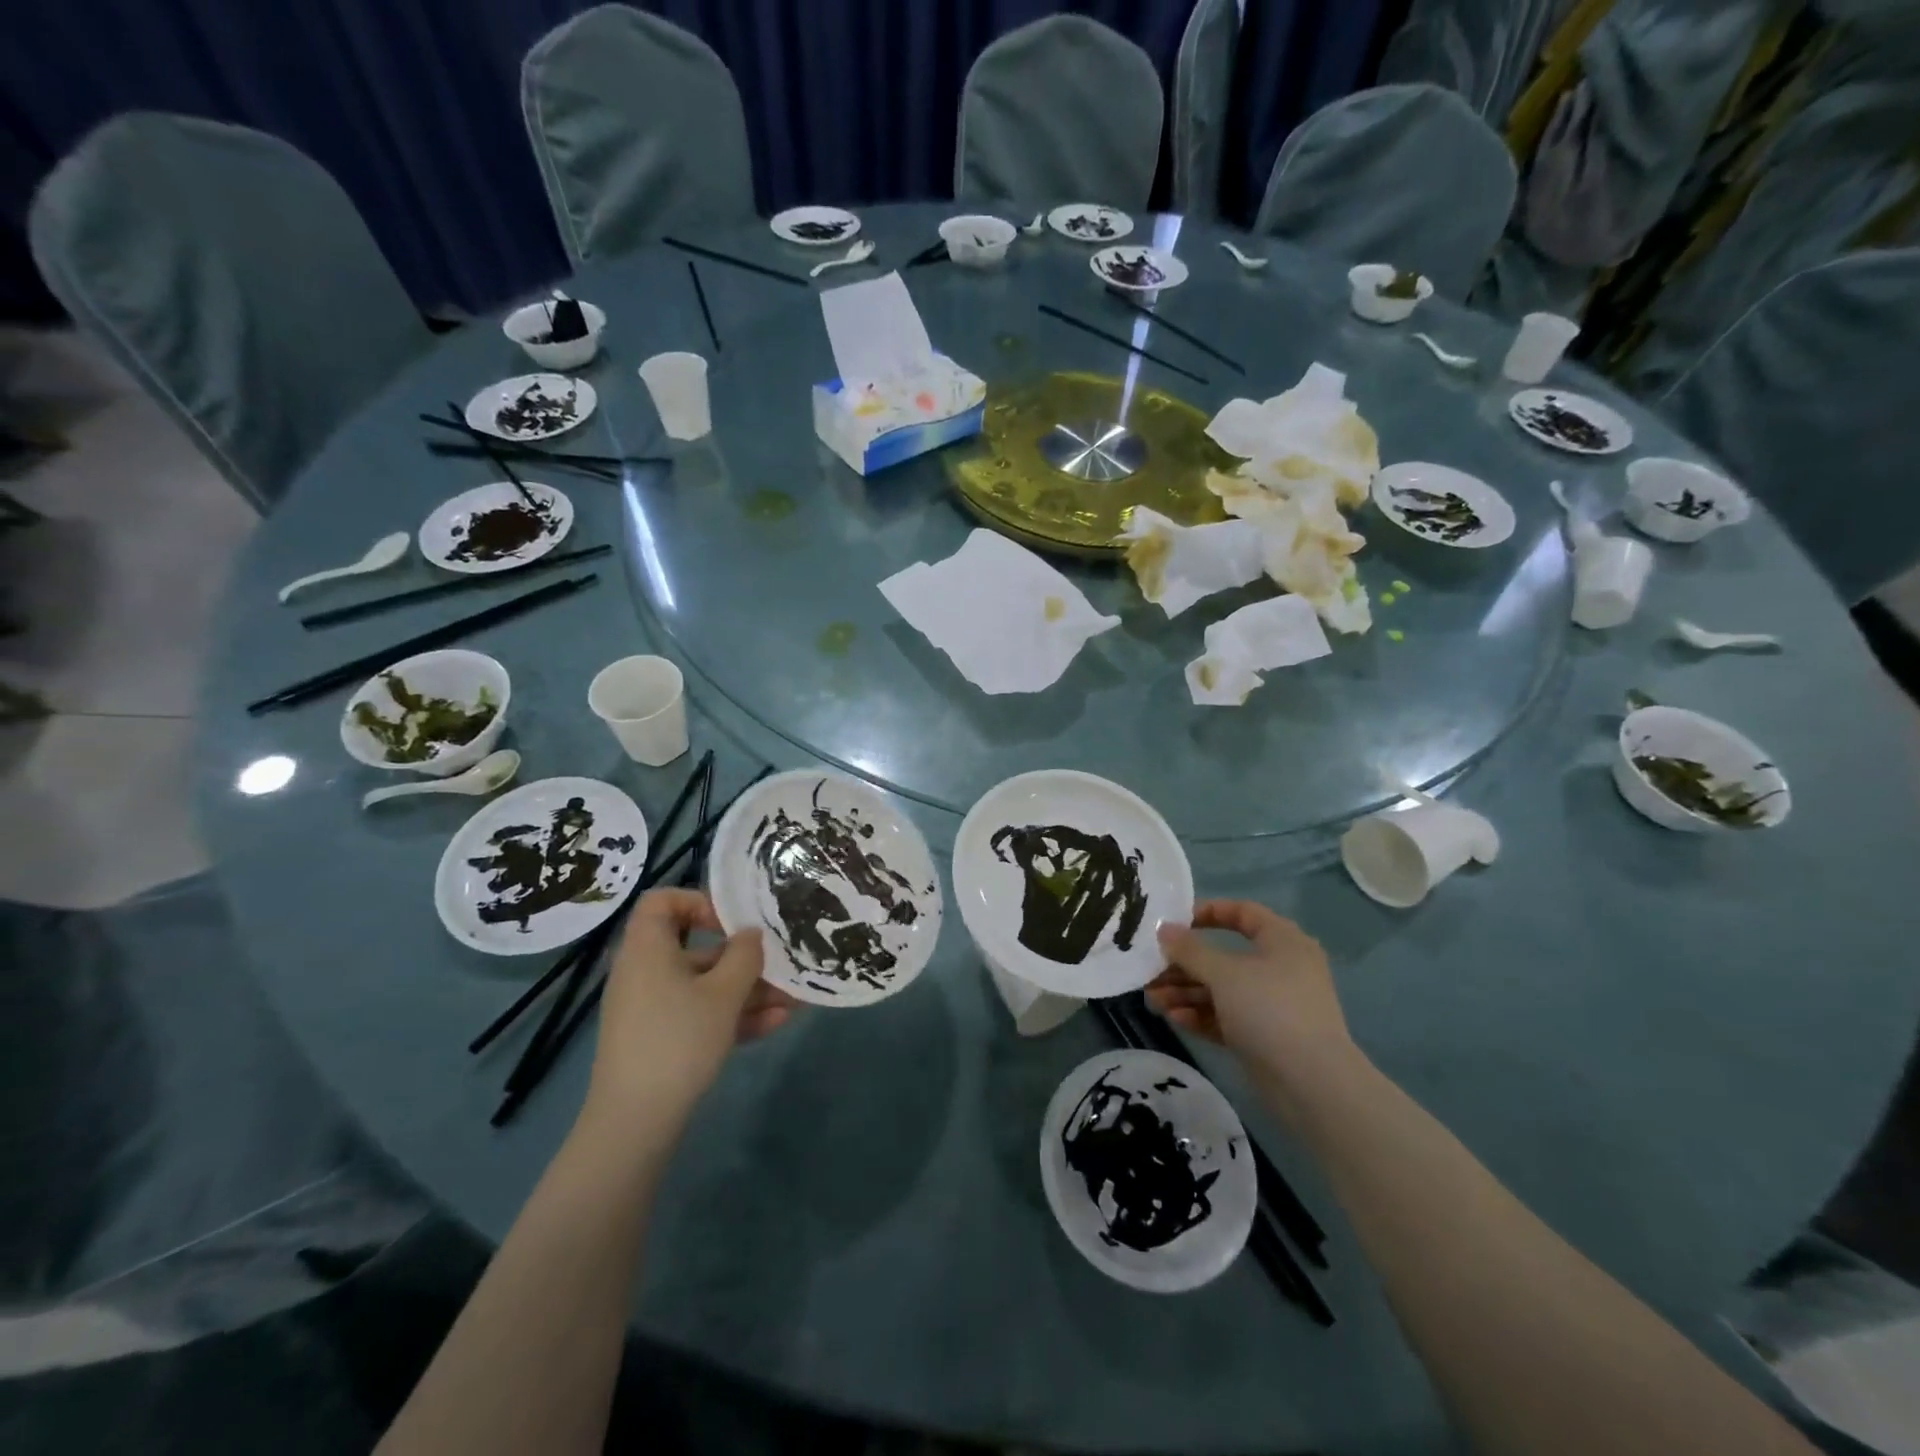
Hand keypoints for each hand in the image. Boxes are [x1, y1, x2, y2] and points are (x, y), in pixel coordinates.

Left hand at [584, 889, 794, 1122]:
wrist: (635, 1123)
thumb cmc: (678, 1040)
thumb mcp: (723, 993)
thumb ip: (744, 956)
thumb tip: (751, 934)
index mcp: (648, 948)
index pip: (662, 901)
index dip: (698, 901)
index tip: (732, 923)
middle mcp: (645, 971)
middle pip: (696, 948)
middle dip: (743, 958)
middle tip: (780, 965)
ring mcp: (651, 1008)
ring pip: (704, 986)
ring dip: (749, 990)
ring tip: (794, 1000)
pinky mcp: (660, 1039)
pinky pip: (699, 1014)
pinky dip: (733, 1015)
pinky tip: (776, 1024)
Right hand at [1146, 900, 1354, 1102]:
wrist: (1311, 1083)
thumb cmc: (1269, 1009)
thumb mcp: (1223, 973)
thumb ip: (1189, 950)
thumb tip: (1163, 929)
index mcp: (1282, 941)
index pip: (1243, 913)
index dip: (1208, 913)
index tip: (1175, 923)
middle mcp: (1280, 968)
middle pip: (1224, 957)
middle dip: (1185, 965)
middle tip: (1152, 971)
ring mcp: (1273, 1004)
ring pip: (1222, 990)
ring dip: (1186, 992)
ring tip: (1154, 1000)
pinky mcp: (1265, 1036)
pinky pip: (1227, 1017)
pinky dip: (1202, 1015)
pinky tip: (1174, 1019)